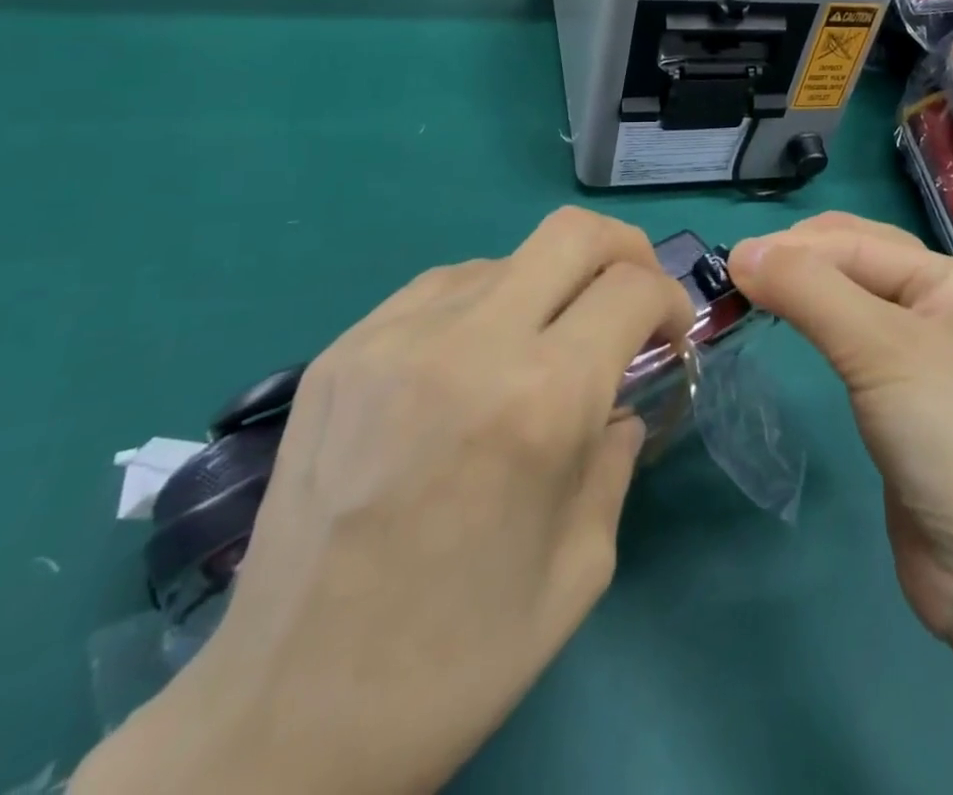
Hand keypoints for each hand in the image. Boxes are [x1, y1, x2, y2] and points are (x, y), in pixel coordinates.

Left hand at [74, 208, 692, 794]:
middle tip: (630, 299)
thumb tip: (619, 406)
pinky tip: (471, 363)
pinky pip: (440, 289)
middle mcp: (470, 343)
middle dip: (624, 250)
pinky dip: (482, 305)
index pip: (632, 289)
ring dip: (548, 286)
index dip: (670, 301)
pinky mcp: (342, 351)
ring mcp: (393, 337)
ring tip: (540, 349)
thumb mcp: (581, 568)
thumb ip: (616, 460)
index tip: (670, 337)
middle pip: (573, 232)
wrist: (282, 719)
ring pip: (506, 257)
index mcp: (542, 400)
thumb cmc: (457, 659)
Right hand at [728, 214, 952, 651]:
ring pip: (852, 305)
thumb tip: (741, 250)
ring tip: (751, 298)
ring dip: (805, 293)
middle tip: (736, 280)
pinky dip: (817, 332)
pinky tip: (793, 334)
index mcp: (949, 280)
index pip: (854, 242)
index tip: (725, 265)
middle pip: (855, 263)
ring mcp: (924, 362)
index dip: (790, 247)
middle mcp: (939, 310)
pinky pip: (853, 351)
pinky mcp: (904, 408)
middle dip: (797, 260)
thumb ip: (811, 292)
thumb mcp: (883, 350)